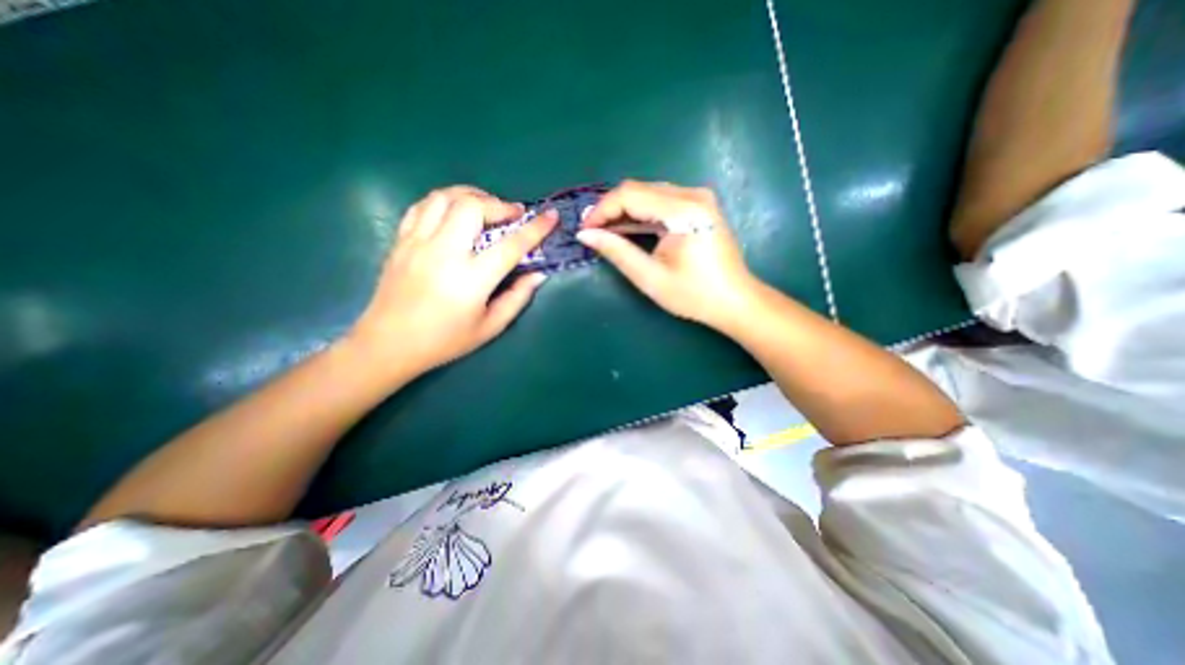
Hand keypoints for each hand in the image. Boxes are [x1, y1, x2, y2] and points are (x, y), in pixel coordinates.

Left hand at [347, 184, 560, 378]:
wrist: (388, 344)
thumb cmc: (444, 340)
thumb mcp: (490, 327)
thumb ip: (517, 298)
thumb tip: (538, 274)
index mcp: (471, 279)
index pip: (511, 245)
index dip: (535, 229)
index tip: (551, 216)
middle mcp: (444, 253)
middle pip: (473, 206)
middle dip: (499, 204)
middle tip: (512, 215)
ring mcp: (418, 243)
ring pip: (444, 197)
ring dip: (471, 195)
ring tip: (485, 207)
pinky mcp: (401, 241)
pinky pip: (422, 206)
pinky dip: (444, 202)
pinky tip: (455, 213)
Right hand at [577, 180, 757, 326]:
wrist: (735, 301)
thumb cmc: (694, 294)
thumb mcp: (650, 277)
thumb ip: (617, 251)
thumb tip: (586, 235)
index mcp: (683, 210)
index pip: (630, 195)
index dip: (602, 210)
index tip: (584, 230)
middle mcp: (692, 194)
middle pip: (639, 189)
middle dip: (611, 209)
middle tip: (592, 232)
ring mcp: (699, 198)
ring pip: (649, 193)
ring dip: (624, 210)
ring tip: (605, 231)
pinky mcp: (700, 206)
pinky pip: (661, 201)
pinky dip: (641, 213)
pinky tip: (628, 228)